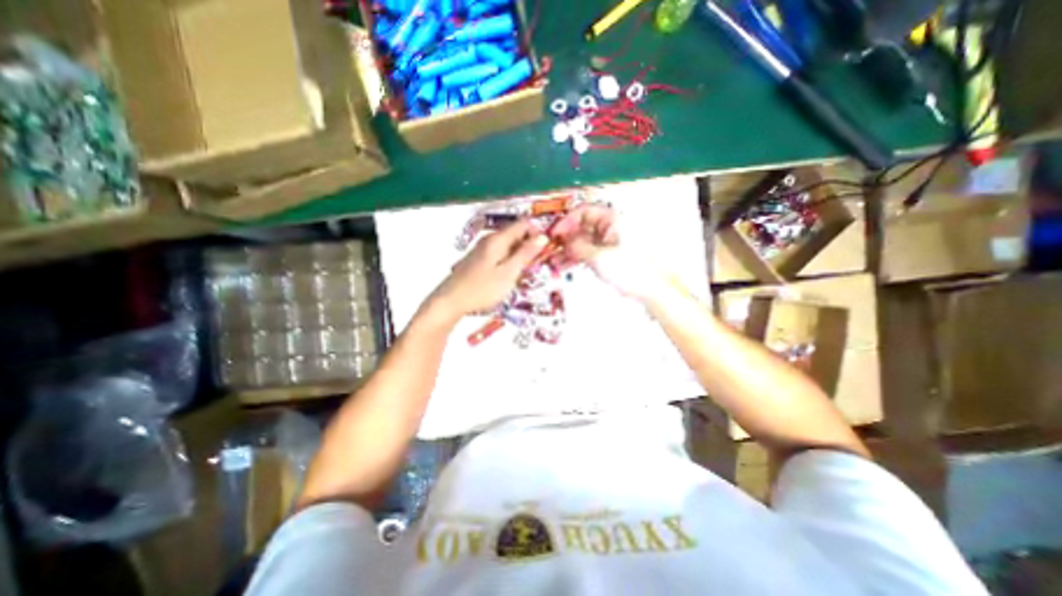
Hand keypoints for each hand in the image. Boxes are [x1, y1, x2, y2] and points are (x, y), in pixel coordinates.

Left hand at [427, 218, 552, 321]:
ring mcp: (482, 249)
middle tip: (536, 265)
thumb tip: (543, 236)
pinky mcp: (478, 259)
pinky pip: (499, 253)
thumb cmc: (482, 288)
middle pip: (516, 233)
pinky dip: (509, 260)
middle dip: (529, 245)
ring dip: (520, 255)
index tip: (545, 250)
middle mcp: (490, 239)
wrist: (451, 301)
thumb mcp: (509, 273)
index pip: (524, 223)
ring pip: (508, 245)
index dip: (537, 233)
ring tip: (524, 273)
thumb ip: (525, 254)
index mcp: (498, 239)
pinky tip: (508, 276)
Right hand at [552, 205, 661, 300]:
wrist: (649, 287)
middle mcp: (608, 228)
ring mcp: (606, 242)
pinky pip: (586, 252)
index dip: (566, 221)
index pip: (583, 212)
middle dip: (564, 238)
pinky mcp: (606, 254)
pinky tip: (563, 266)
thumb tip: (564, 240)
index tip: (555, 233)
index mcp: (611, 220)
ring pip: (581, 241)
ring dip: (567, 250)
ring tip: (553, 261)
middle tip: (550, 248)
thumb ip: (579, 246)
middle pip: (580, 227)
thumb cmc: (630, 269)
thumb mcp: (600, 257)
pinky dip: (575, 258)